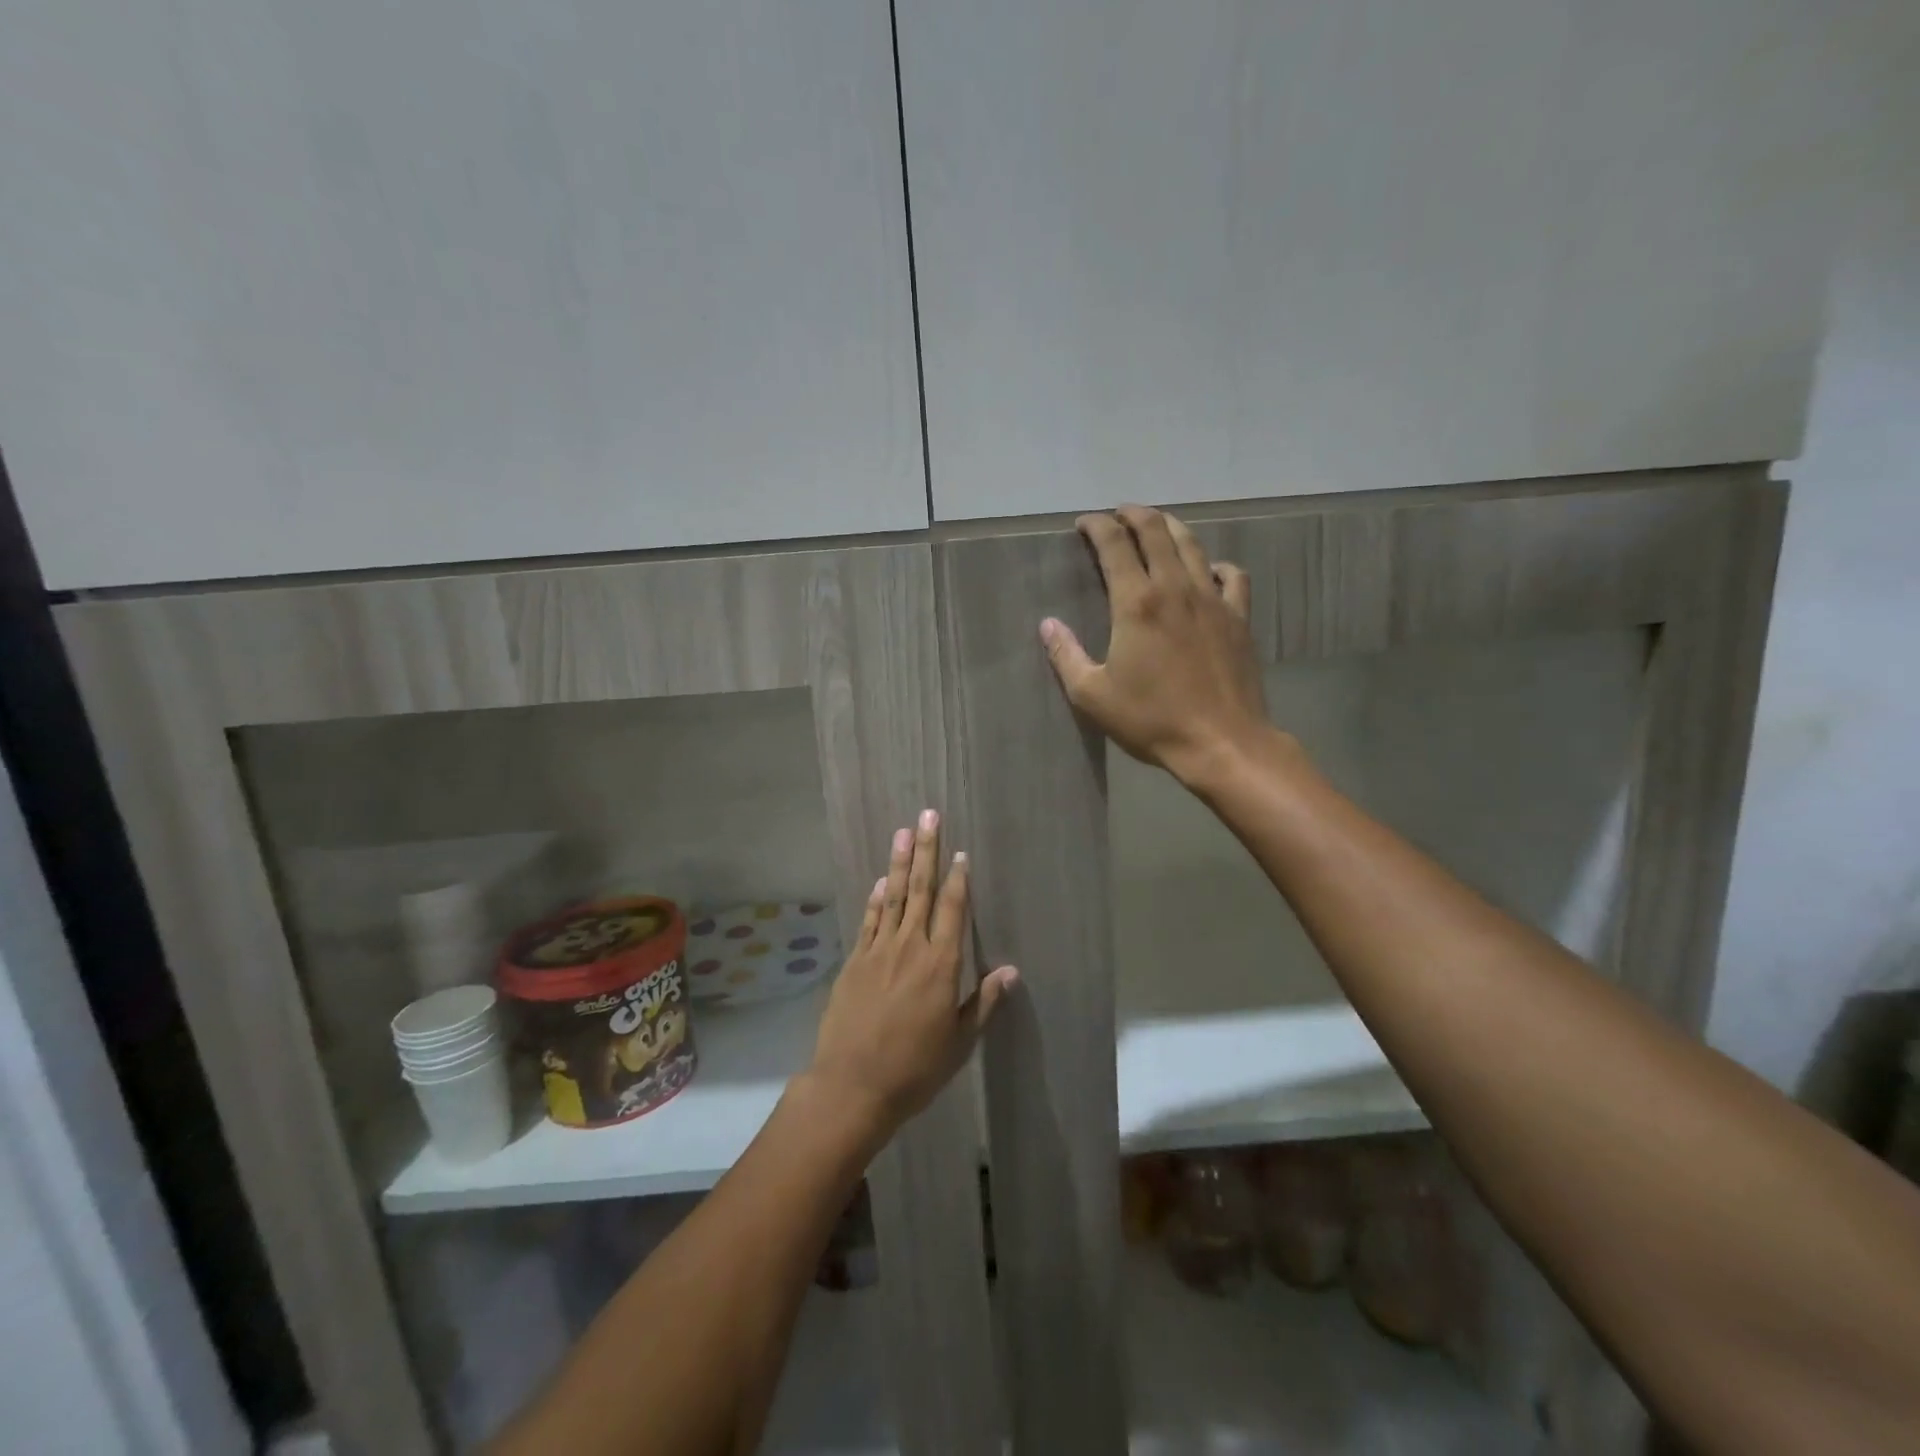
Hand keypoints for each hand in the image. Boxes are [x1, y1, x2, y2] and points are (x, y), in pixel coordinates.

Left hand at [807, 810, 1017, 1135]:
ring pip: (892, 896)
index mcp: (941, 965)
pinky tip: (880, 881)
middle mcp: (910, 948)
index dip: (957, 878)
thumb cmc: (915, 1068)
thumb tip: (1011, 970)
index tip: (959, 851)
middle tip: (928, 815)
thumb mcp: (959, 1041)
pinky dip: (876, 898)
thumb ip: (984, 1001)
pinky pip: (869, 921)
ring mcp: (878, 951)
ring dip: (899, 862)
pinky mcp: (854, 961)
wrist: (853, 1085)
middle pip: (920, 890)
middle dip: (926, 850)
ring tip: (903, 831)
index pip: (952, 910)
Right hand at [1040, 505, 1272, 784]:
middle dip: (1133, 514)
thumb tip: (1047, 624)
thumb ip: (1067, 655)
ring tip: (1156, 526)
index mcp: (1136, 603)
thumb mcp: (1093, 695)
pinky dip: (1215, 564)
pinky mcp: (1239, 617)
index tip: (1084, 523)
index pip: (1114, 545)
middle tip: (1118, 514)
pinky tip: (1207, 571)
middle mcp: (1175, 589)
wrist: (1222, 742)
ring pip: (1193, 545)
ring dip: (1170, 528)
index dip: (1097, 526)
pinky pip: (1231, 575)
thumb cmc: (1151, 720)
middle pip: (1156, 531)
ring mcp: (1213, 600)